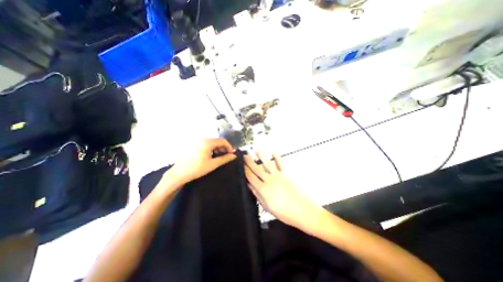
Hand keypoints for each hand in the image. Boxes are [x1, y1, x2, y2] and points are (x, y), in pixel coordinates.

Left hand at [165, 138, 235, 184]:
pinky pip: (206, 144)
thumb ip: (225, 159)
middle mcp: (202, 139)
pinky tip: (211, 156)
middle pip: (217, 140)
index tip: (231, 154)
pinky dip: (211, 148)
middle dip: (223, 147)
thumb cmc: (197, 169)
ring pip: (211, 142)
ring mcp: (197, 141)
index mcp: (207, 142)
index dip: (229, 147)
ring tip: (219, 157)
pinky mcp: (193, 144)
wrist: (179, 173)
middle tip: (226, 156)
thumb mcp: (213, 164)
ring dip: (217, 148)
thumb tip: (234, 156)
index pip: (222, 140)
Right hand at [243, 152, 321, 229]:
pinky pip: (280, 164)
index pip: (251, 177)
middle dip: (250, 161)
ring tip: (257, 151)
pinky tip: (274, 152)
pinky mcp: (286, 174)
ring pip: (267, 164)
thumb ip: (258, 195)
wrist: (302, 211)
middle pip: (257, 169)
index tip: (241, 164)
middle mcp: (269, 180)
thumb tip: (249, 186)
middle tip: (246, 155)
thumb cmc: (284, 213)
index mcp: (263, 189)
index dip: (245, 170)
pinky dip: (277, 157)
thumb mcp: (267, 207)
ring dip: (262, 157)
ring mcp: (278, 176)